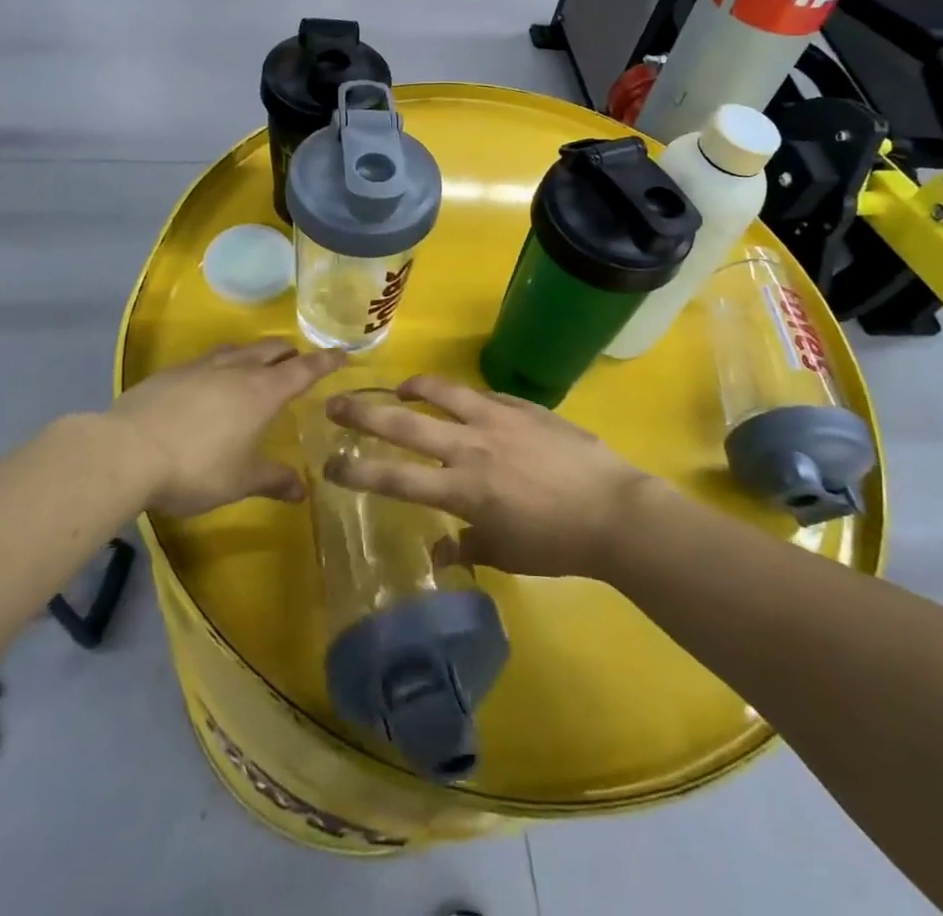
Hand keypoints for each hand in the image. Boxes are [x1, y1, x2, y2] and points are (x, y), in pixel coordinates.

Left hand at [108, 340, 347, 516]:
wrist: (126, 452)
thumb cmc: (196, 467)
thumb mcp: (240, 481)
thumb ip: (273, 480)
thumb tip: (302, 491)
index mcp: (263, 391)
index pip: (304, 369)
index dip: (326, 361)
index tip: (342, 353)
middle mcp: (237, 370)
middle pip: (271, 349)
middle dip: (289, 353)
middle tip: (298, 361)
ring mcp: (201, 367)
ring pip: (238, 349)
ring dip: (255, 353)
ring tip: (257, 363)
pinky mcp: (171, 373)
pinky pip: (207, 360)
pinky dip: (222, 364)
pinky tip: (210, 380)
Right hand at [325, 376, 652, 578]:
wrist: (612, 510)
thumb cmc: (557, 543)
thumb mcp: (506, 554)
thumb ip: (467, 548)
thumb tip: (438, 552)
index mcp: (462, 489)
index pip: (395, 477)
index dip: (357, 471)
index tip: (330, 464)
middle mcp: (470, 447)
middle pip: (405, 424)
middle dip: (364, 414)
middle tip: (336, 404)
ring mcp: (497, 419)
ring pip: (443, 391)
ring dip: (414, 387)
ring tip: (399, 388)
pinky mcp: (523, 407)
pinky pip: (484, 394)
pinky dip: (465, 396)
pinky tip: (463, 400)